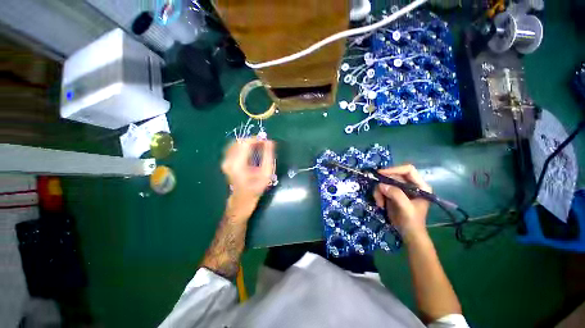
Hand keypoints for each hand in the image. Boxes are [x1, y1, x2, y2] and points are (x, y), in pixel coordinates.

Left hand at [221, 138, 274, 204]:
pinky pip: (234, 147)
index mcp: (238, 164)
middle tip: (263, 144)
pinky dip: (243, 146)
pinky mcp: (225, 161)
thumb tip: (269, 142)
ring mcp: (225, 161)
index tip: (266, 141)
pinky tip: (251, 151)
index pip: (245, 143)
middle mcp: (229, 161)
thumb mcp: (266, 173)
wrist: (242, 199)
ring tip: (258, 147)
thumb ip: (268, 156)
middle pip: (239, 141)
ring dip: (248, 143)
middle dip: (252, 140)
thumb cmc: (256, 188)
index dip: (256, 139)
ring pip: (236, 143)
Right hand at [373, 164, 431, 242]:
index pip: (408, 170)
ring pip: (385, 182)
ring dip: (379, 192)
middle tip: (377, 192)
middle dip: (383, 184)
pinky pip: (381, 189)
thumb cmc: (412, 221)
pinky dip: (378, 195)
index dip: (394, 169)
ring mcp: (400, 189)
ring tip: (379, 203)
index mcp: (420, 185)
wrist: (408, 233)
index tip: (381, 173)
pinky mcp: (392, 193)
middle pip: (393, 176)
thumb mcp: (406, 208)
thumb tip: (381, 185)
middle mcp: (410, 184)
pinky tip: (380, 204)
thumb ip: (396, 195)